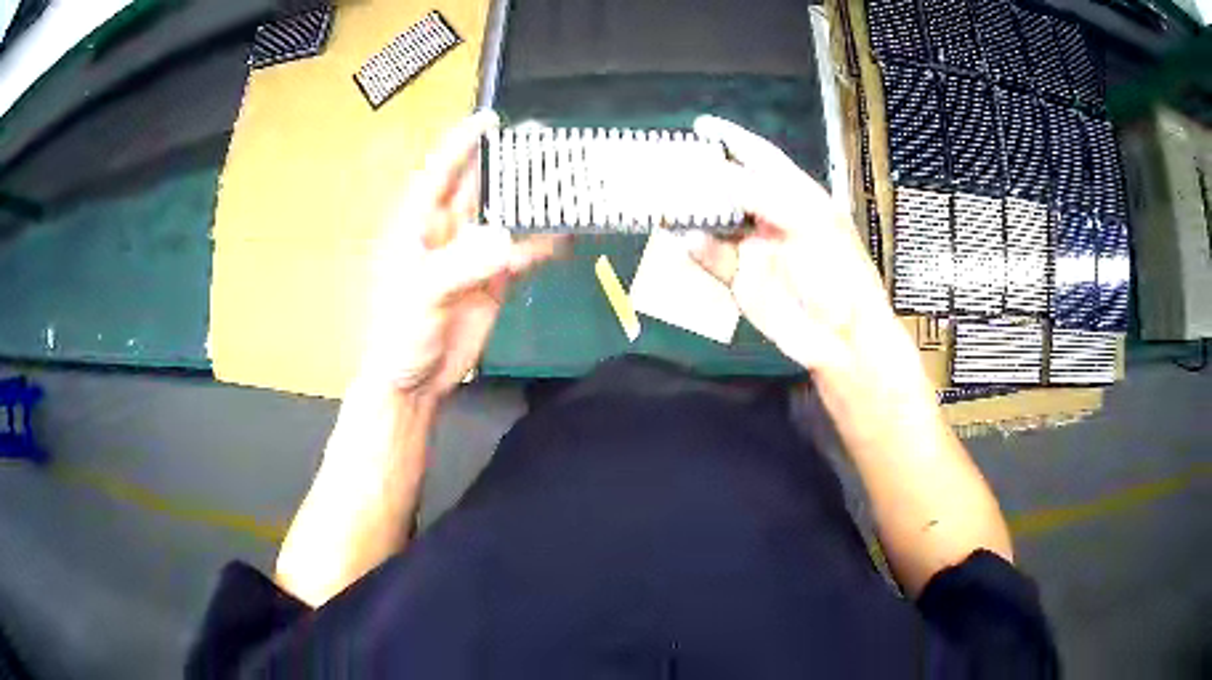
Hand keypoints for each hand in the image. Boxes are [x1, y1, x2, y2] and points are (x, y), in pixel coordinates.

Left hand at [358, 110, 562, 398]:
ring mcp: (470, 256)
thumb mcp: (420, 296)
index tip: (489, 118)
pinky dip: (541, 244)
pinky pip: (520, 253)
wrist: (413, 383)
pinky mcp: (492, 281)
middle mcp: (444, 233)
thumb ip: (459, 266)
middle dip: (507, 165)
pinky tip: (565, 234)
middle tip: (542, 142)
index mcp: (416, 226)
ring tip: (564, 180)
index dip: (461, 144)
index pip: (439, 173)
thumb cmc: (399, 335)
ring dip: (530, 202)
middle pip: (478, 188)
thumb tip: (504, 240)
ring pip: (504, 217)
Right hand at [686, 115, 907, 378]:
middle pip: (730, 187)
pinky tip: (679, 237)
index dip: (733, 139)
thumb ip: (759, 194)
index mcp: (796, 196)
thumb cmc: (837, 272)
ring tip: (661, 196)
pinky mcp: (741, 280)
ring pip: (715, 222)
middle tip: (666, 162)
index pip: (760, 158)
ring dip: (691, 211)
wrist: (840, 337)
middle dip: (700, 174)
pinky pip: (711, 258)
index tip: (701, 125)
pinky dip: (694, 248)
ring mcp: (755, 248)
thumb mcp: (806, 222)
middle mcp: (772, 216)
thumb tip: (712, 174)